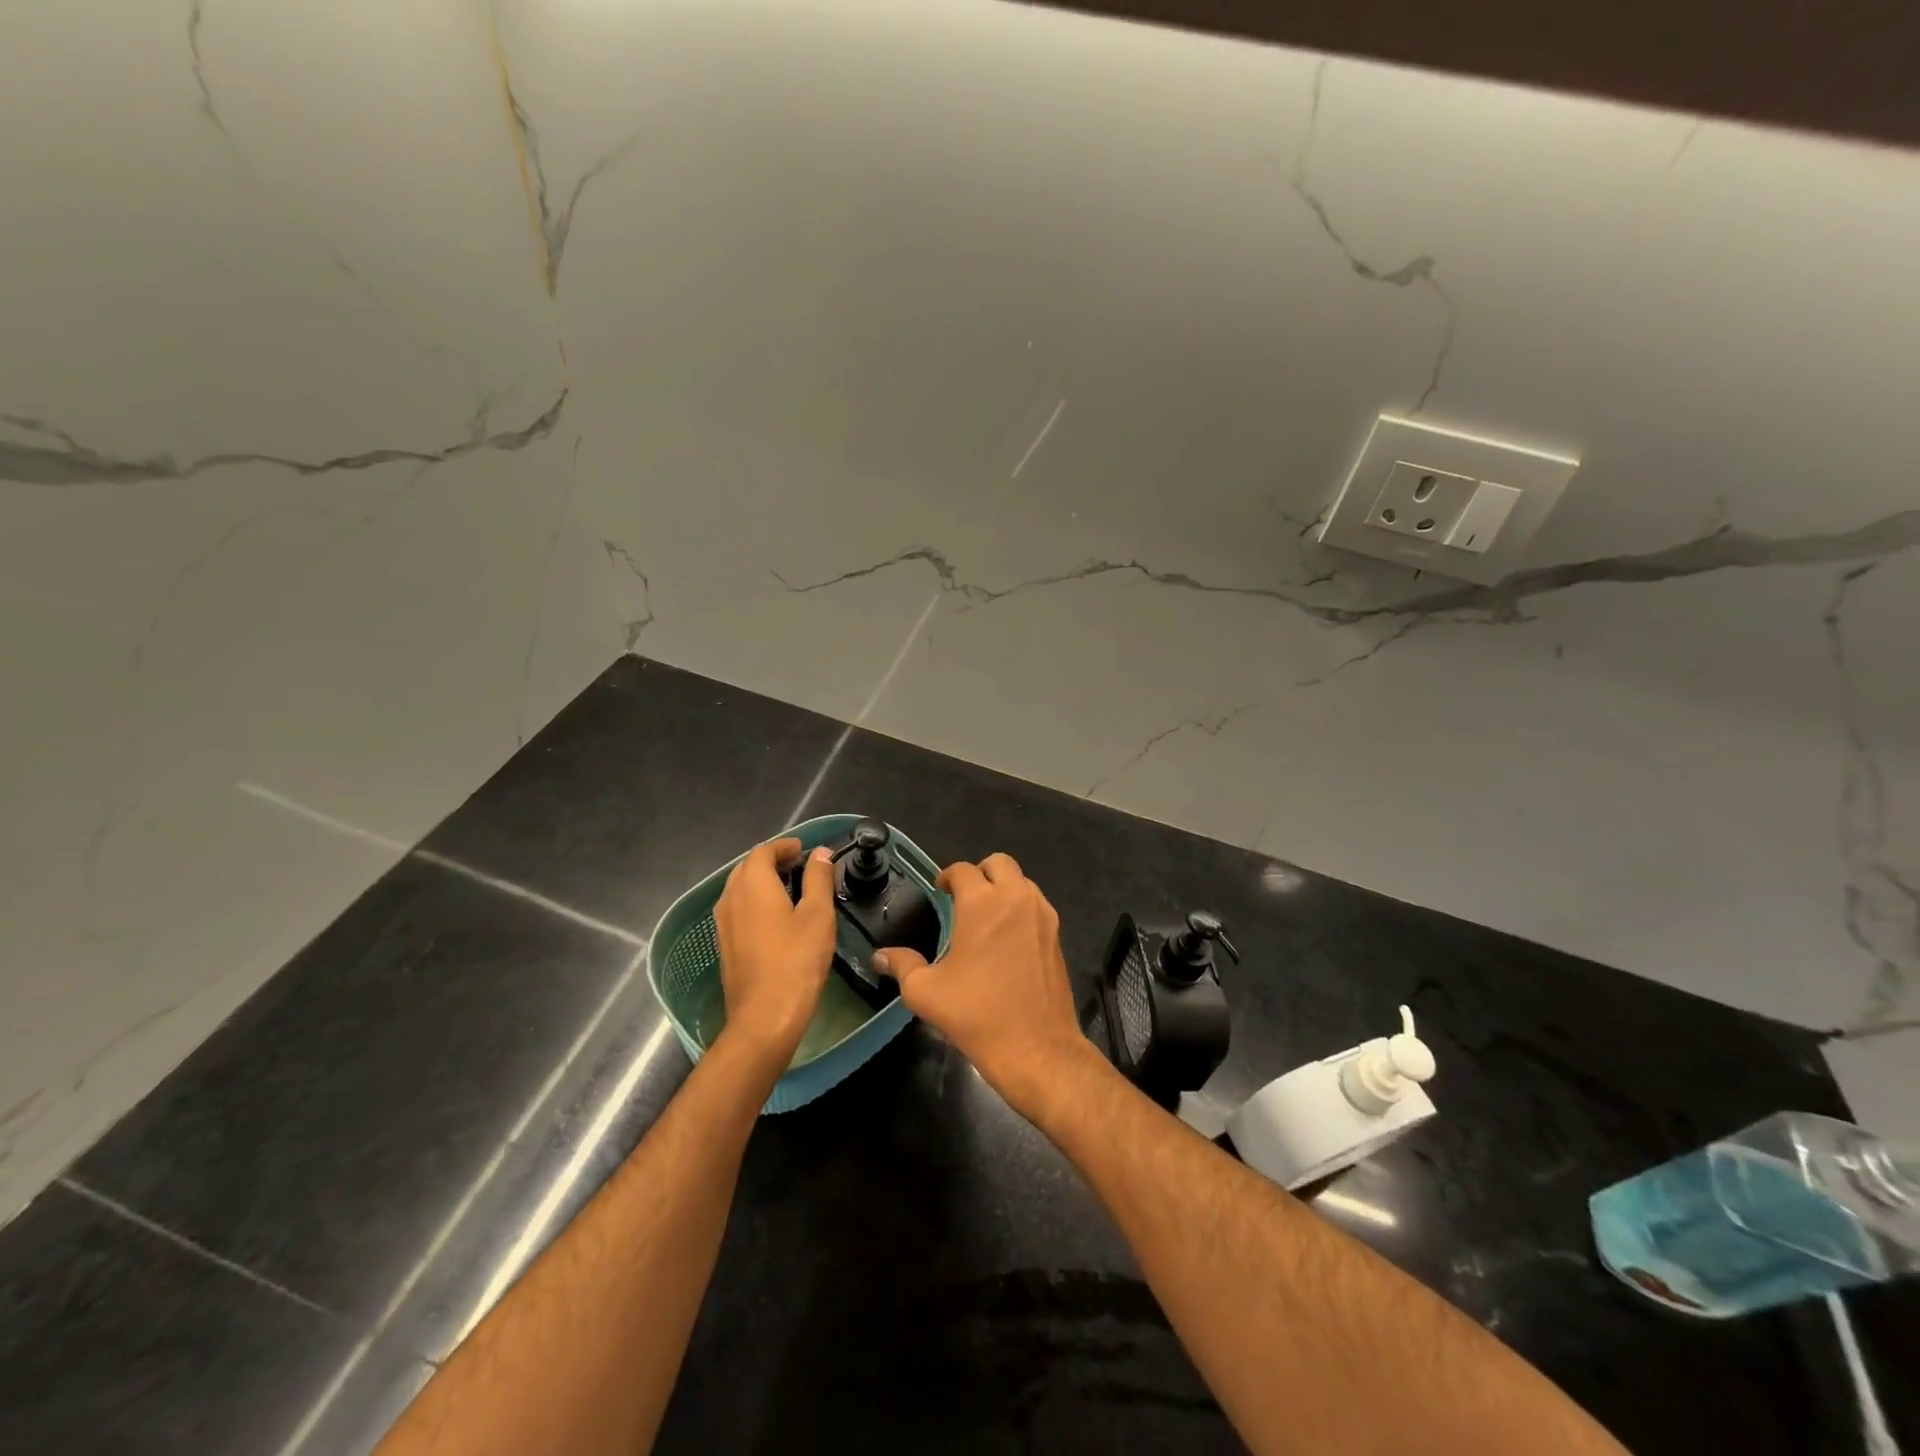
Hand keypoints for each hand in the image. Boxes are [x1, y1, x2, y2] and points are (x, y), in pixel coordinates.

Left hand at [713, 837, 836, 1066]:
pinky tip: (777, 917)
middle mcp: (730, 898)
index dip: (784, 846)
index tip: (804, 850)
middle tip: (800, 865)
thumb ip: (818, 879)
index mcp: (752, 884)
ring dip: (763, 881)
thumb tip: (820, 853)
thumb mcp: (818, 915)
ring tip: (791, 888)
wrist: (764, 1017)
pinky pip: (738, 909)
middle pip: (747, 867)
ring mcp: (723, 924)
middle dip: (772, 861)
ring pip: (740, 889)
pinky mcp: (725, 945)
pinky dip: (756, 901)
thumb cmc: (796, 961)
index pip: (762, 851)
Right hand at [873, 853, 1097, 1116]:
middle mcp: (1015, 898)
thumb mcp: (926, 993)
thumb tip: (880, 956)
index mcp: (982, 903)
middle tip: (964, 898)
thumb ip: (902, 966)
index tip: (939, 891)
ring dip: (1003, 888)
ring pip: (1022, 881)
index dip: (947, 876)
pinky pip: (1037, 904)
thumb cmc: (976, 1015)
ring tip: (986, 917)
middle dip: (979, 873)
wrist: (1036, 1048)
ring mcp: (1042, 915)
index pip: (962, 870)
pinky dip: (1021, 907)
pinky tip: (1008, 938)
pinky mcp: (1057, 934)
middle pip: (999, 863)